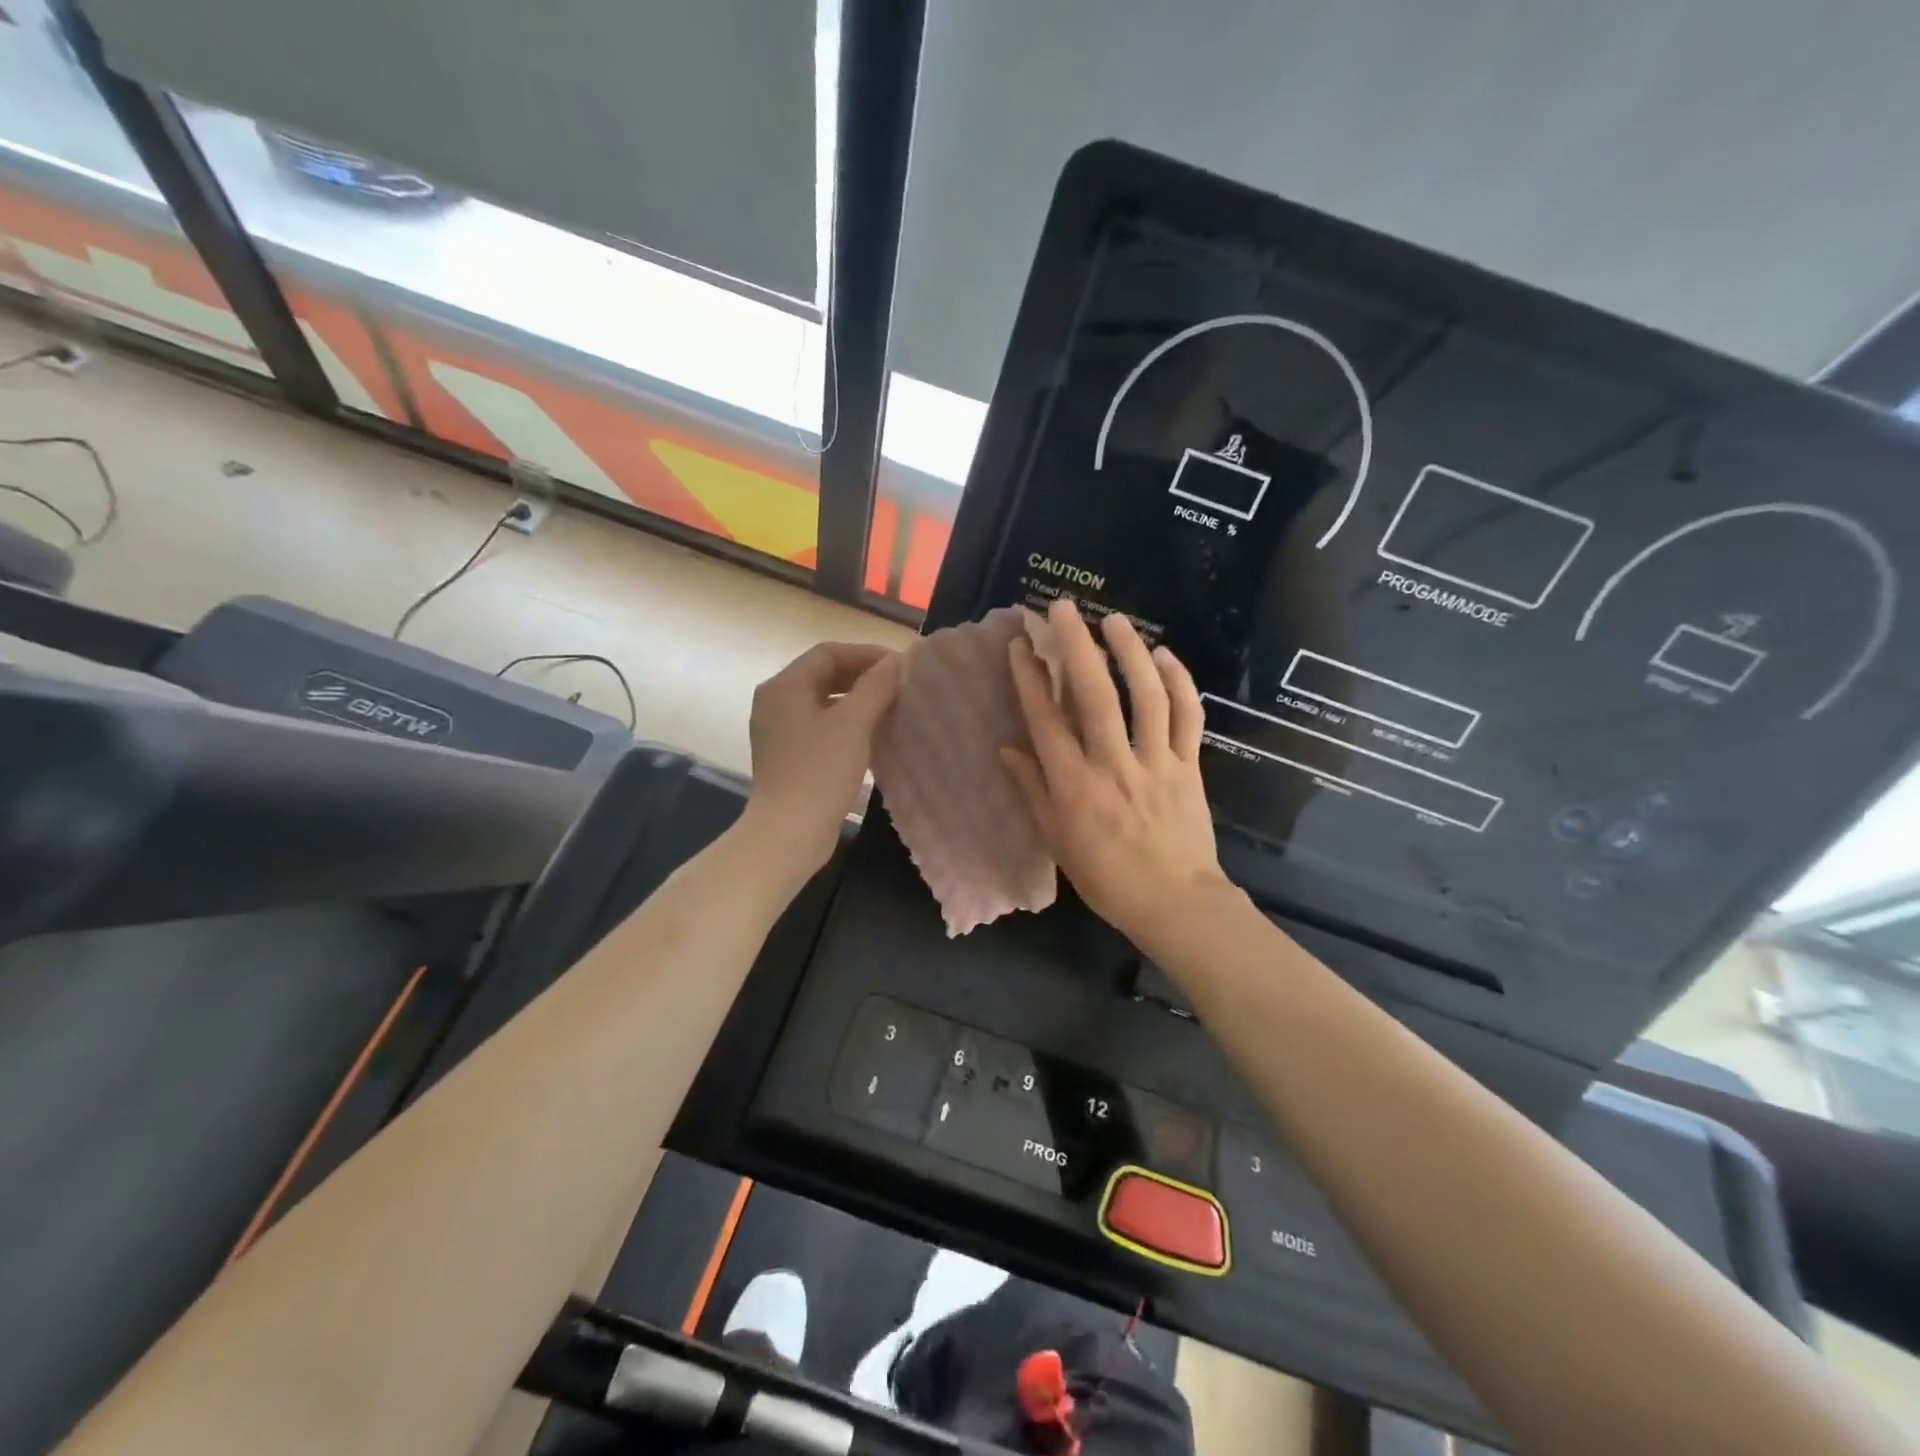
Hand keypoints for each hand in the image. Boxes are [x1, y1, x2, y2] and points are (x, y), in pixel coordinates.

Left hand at [744, 641, 902, 873]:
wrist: (788, 833)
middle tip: (899, 685)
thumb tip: (898, 660)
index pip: (828, 653)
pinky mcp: (788, 756)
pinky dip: (846, 724)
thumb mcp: (853, 723)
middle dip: (862, 676)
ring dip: (857, 701)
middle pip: (823, 675)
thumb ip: (876, 686)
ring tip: (892, 708)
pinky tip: (873, 736)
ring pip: (823, 702)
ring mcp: (779, 731)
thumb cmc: (820, 771)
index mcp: (784, 686)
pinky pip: (820, 727)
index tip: (900, 666)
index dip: (866, 654)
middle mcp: (776, 702)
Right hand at [1002, 599, 1228, 948]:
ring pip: (1145, 697)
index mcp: (1074, 786)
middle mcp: (1112, 765)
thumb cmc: (1107, 878)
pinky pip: (1187, 718)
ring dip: (1129, 653)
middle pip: (1093, 696)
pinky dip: (1179, 683)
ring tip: (1114, 619)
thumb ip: (1033, 790)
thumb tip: (1007, 748)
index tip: (1021, 645)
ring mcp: (1155, 762)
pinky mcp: (1189, 766)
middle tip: (1064, 608)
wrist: (1174, 902)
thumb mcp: (1057, 839)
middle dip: (1076, 647)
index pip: (1046, 721)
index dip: (1031, 679)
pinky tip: (1164, 655)